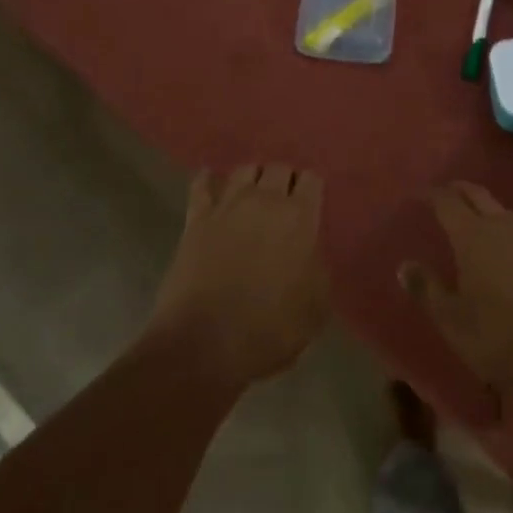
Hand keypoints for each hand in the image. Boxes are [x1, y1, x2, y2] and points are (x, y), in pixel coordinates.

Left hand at [146, 164, 329, 386]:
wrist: (204, 344)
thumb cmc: (269, 329)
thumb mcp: (315, 307)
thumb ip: (317, 268)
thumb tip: (308, 253)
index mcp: (299, 218)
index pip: (311, 180)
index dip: (311, 190)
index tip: (311, 206)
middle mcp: (264, 200)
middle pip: (278, 168)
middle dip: (284, 180)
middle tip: (284, 203)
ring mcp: (226, 206)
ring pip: (244, 170)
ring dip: (253, 178)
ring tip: (254, 195)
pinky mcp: (196, 219)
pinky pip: (201, 185)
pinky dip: (208, 180)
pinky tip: (210, 180)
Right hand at [400, 182, 512, 399]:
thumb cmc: (501, 336)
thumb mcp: (453, 321)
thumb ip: (428, 289)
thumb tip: (404, 264)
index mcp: (473, 235)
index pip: (447, 201)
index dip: (432, 195)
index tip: (419, 195)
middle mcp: (502, 227)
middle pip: (477, 195)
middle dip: (458, 190)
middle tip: (443, 192)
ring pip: (501, 210)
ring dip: (483, 207)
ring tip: (470, 217)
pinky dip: (503, 227)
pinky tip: (502, 245)